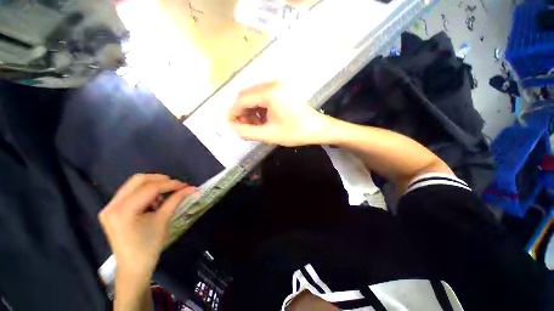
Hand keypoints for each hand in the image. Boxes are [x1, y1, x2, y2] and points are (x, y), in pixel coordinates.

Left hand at [98, 174, 197, 280]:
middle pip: (138, 180)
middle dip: (160, 180)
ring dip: (153, 186)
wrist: (133, 267)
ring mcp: (110, 207)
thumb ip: (176, 200)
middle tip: (175, 186)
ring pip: (134, 184)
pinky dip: (145, 192)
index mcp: (123, 211)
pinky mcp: (112, 210)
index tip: (186, 186)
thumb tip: (192, 188)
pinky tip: (153, 203)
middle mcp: (112, 205)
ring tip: (164, 198)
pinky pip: (130, 192)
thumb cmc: (149, 246)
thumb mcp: (163, 220)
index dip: (171, 184)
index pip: (151, 188)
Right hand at [228, 81, 328, 146]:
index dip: (233, 112)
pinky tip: (261, 118)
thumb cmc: (296, 133)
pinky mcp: (283, 88)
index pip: (243, 99)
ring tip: (252, 124)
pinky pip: (264, 96)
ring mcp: (279, 84)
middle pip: (248, 95)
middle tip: (241, 126)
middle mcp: (273, 83)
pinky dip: (259, 107)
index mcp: (271, 93)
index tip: (229, 124)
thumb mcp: (269, 135)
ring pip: (255, 95)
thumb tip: (232, 127)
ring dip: (250, 109)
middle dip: (241, 111)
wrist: (318, 128)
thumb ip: (247, 132)